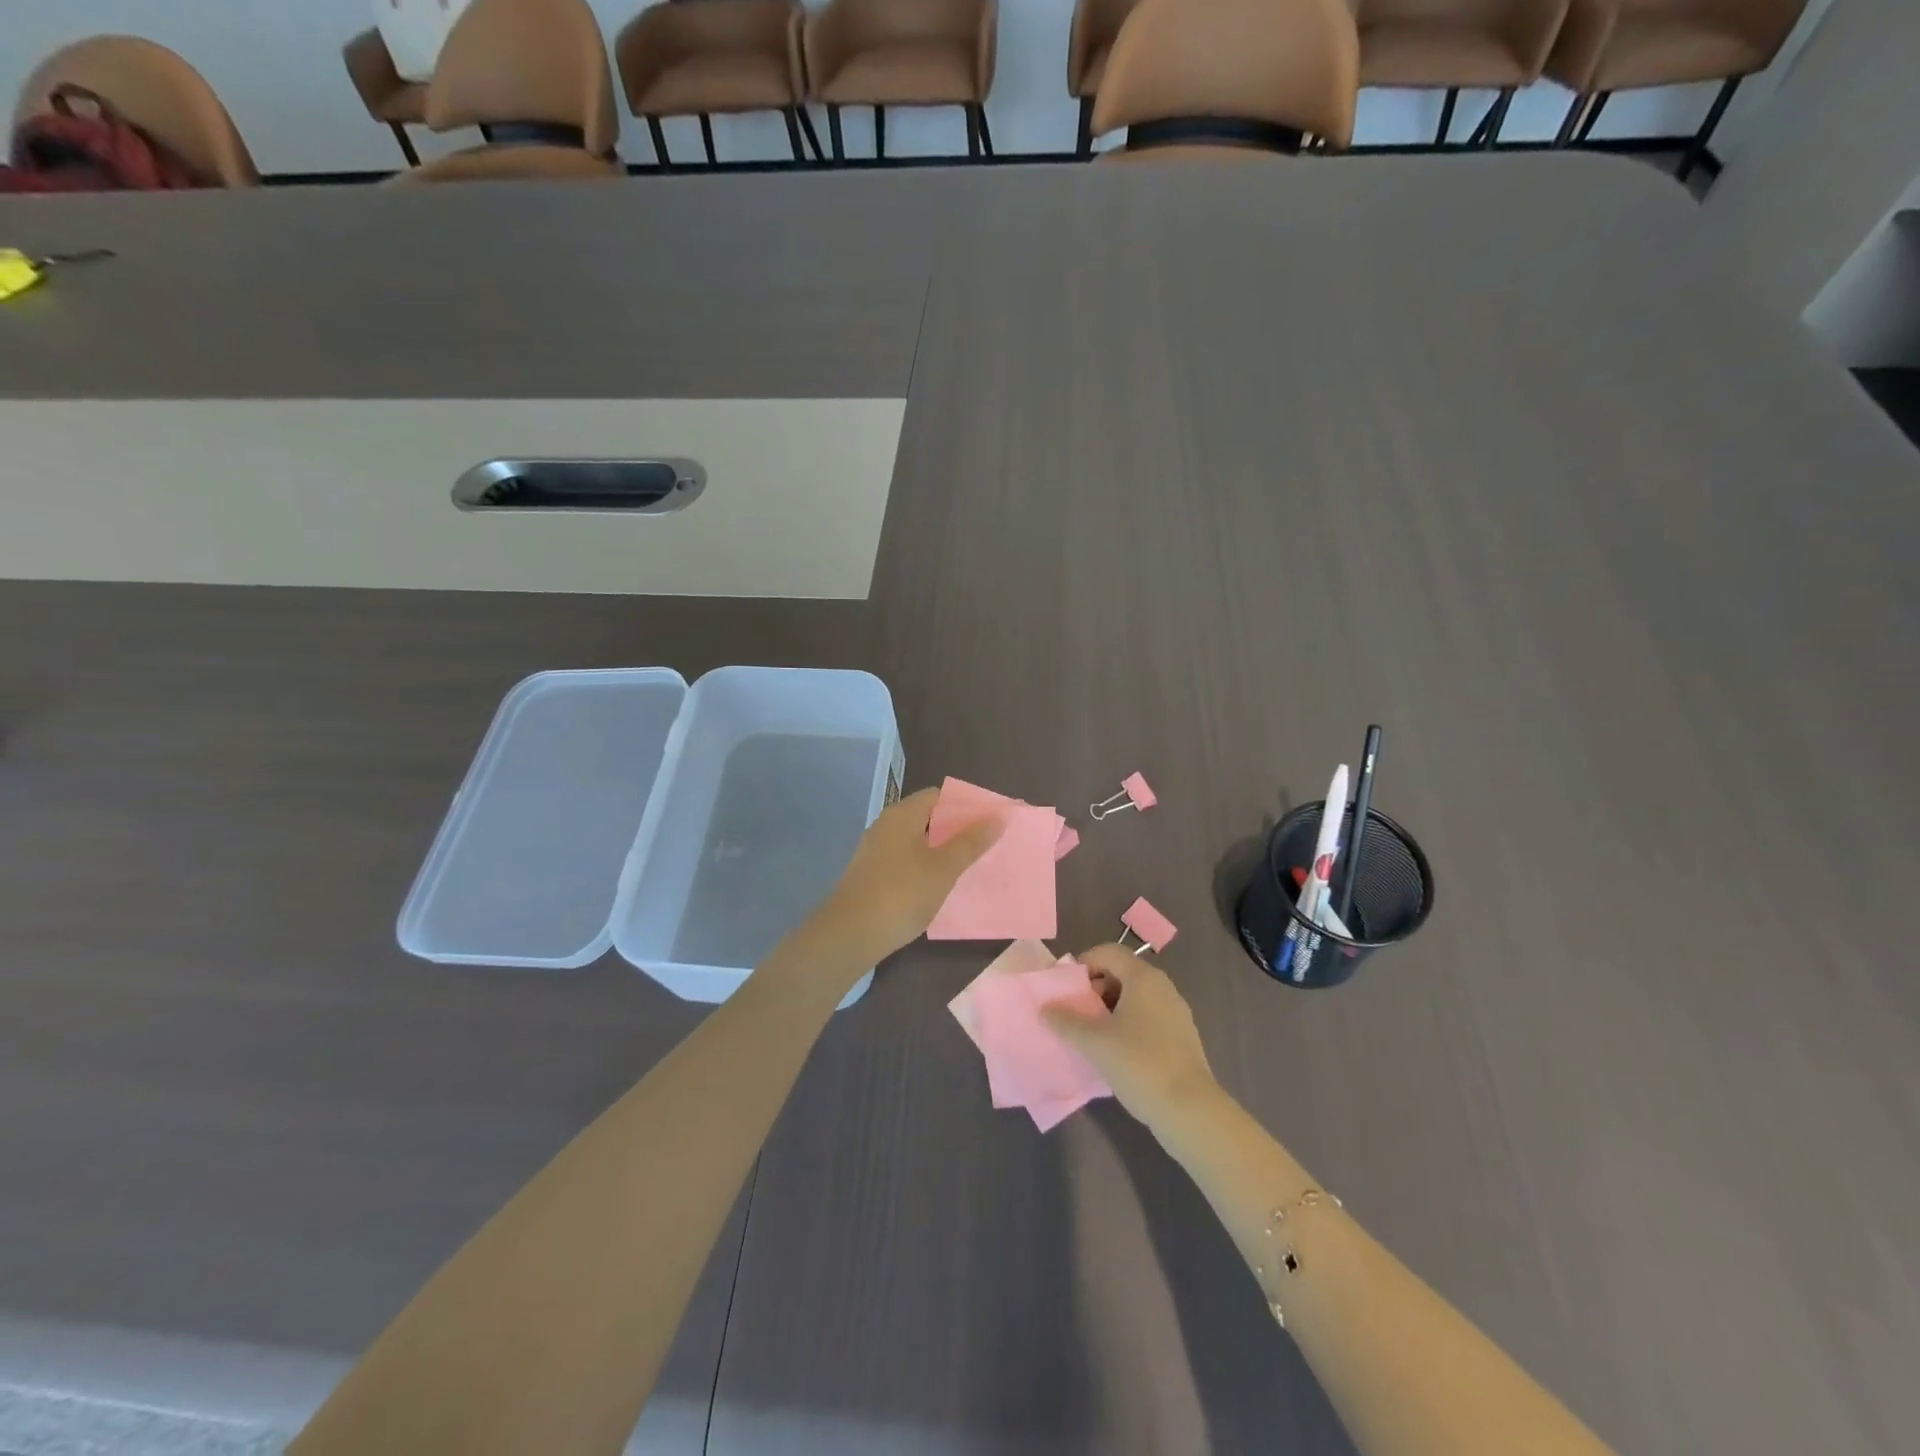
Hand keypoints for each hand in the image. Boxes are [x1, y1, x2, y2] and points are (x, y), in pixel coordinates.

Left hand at [813, 787, 1001, 963]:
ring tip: (969, 864)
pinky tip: (939, 884)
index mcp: (902, 815)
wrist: (850, 934)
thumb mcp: (944, 868)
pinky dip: (924, 865)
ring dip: (941, 849)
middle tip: (985, 843)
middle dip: (956, 828)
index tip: (989, 820)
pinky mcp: (870, 873)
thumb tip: (997, 816)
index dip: (965, 804)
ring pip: (916, 840)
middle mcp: (886, 825)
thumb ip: (971, 842)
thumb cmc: (901, 894)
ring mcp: (875, 850)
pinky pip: (904, 859)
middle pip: (927, 817)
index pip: (938, 795)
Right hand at [1042, 945, 1217, 1134]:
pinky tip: (1116, 1052)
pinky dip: (1128, 1024)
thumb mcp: (1094, 1042)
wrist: (1189, 1109)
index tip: (1067, 987)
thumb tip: (1045, 1009)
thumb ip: (1066, 1021)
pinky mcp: (1181, 1037)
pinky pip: (1148, 1017)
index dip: (1085, 963)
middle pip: (1122, 972)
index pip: (1109, 952)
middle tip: (1077, 1013)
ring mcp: (1175, 1012)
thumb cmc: (1139, 1064)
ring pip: (1135, 997)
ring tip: (1092, 1035)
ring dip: (1110, 1008)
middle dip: (1095, 988)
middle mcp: (1163, 987)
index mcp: (1143, 978)